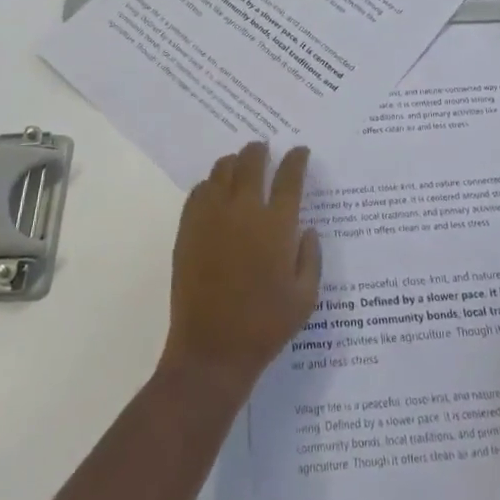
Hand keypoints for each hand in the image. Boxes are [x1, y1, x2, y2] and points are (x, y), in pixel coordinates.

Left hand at [160, 141, 321, 399]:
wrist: (212, 351)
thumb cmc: (265, 326)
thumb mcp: (305, 297)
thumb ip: (310, 257)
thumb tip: (307, 229)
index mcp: (276, 225)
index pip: (289, 177)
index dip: (296, 159)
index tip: (300, 151)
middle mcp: (243, 211)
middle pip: (251, 162)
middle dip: (260, 150)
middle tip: (264, 148)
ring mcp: (211, 217)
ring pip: (222, 170)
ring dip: (234, 162)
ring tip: (240, 165)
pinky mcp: (188, 229)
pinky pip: (198, 191)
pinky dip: (210, 183)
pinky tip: (215, 191)